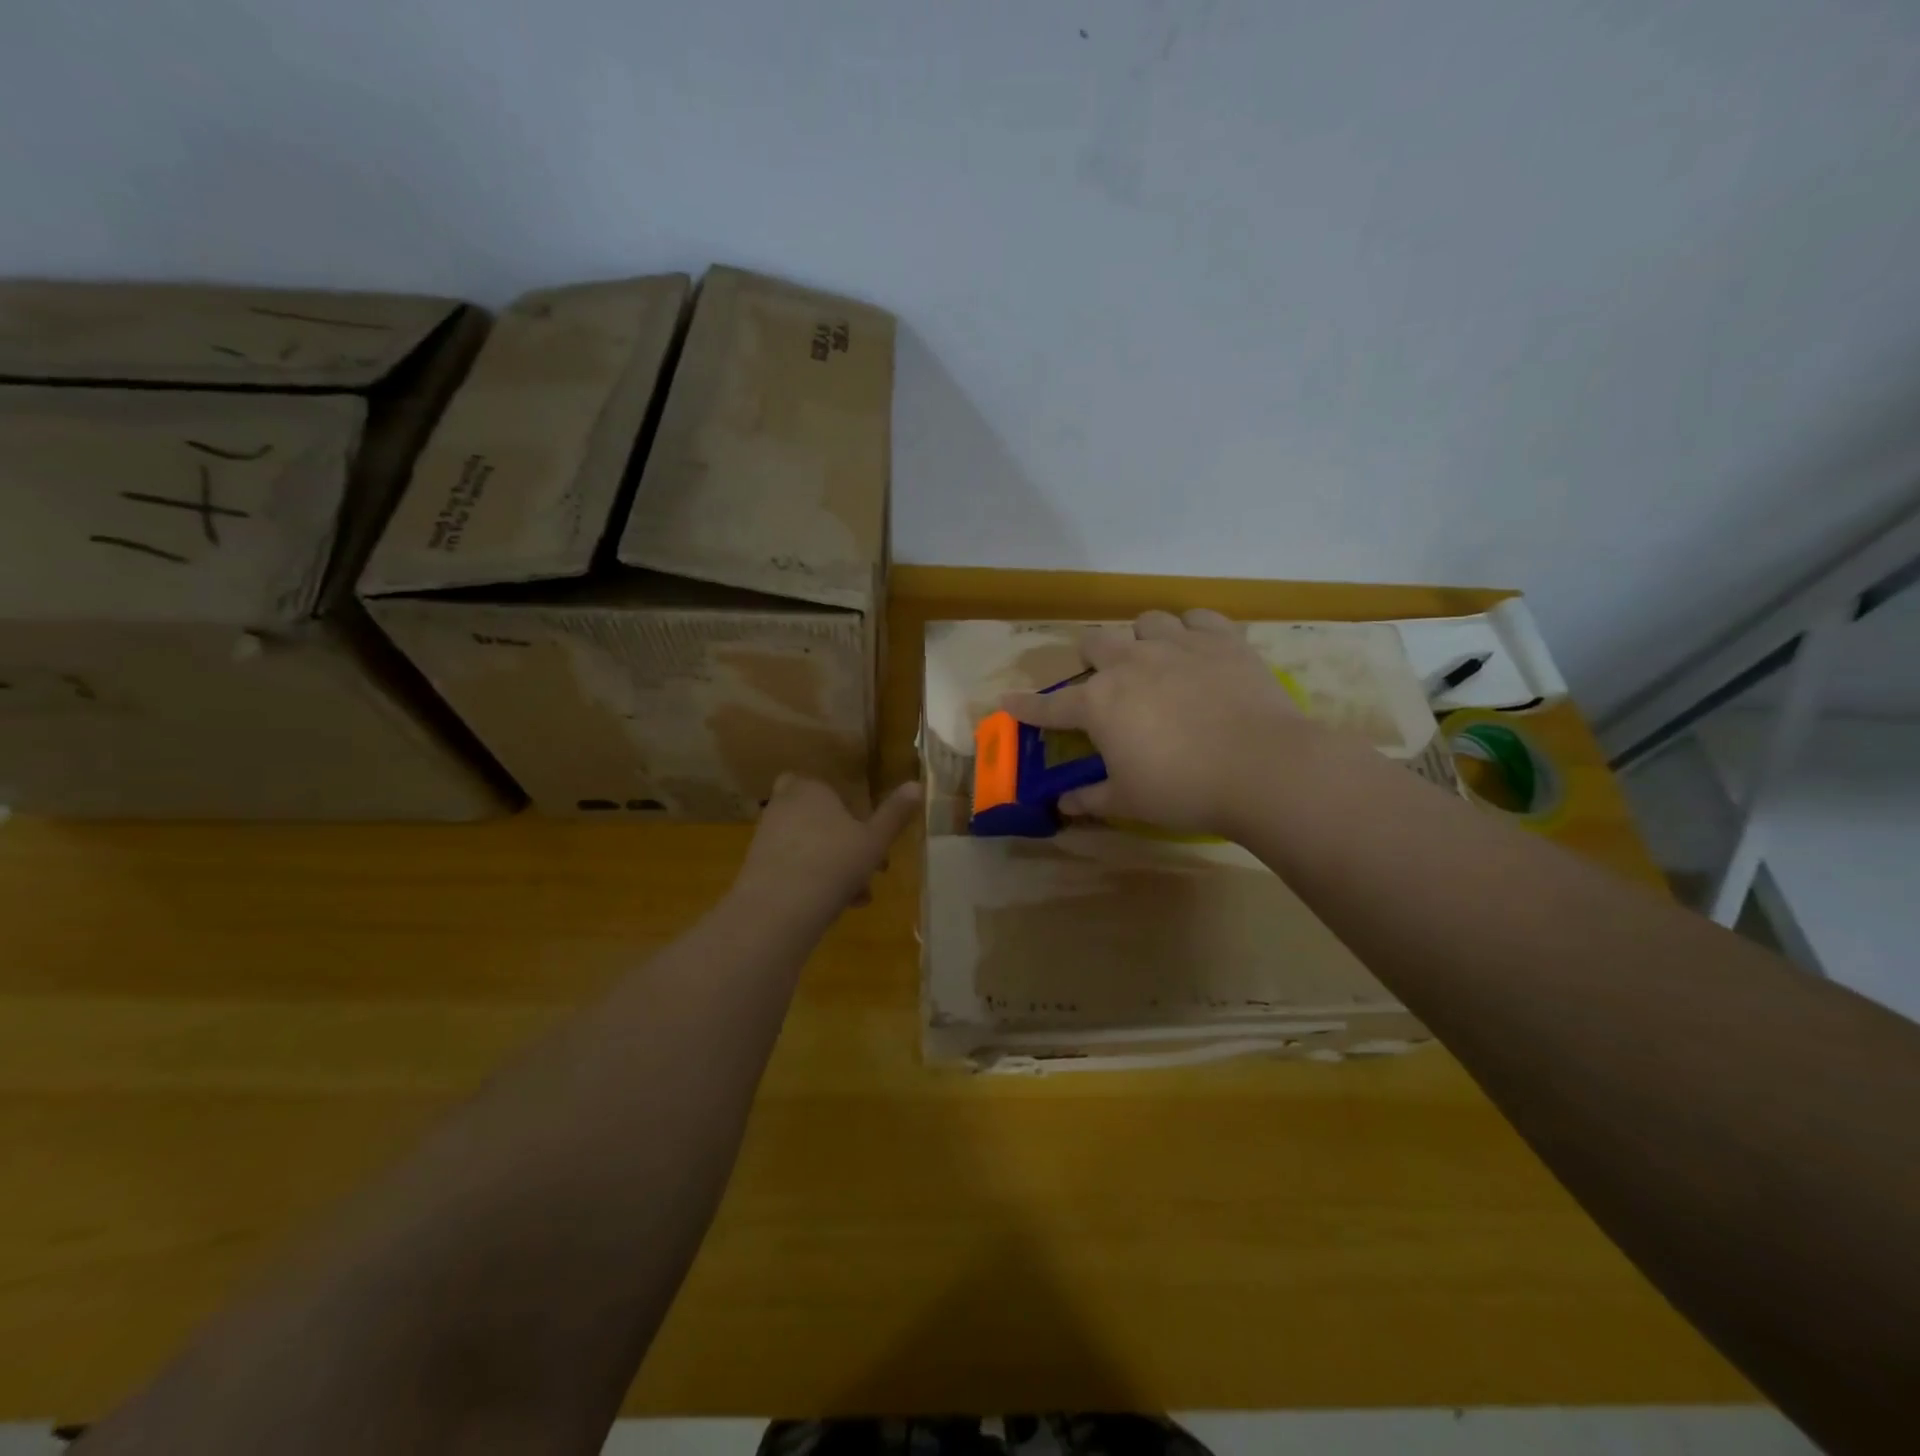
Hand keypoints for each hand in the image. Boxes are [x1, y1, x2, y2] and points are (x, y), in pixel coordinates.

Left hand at [732, 774, 920, 923]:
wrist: (778, 909)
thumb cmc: (834, 863)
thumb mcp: (875, 840)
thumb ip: (895, 813)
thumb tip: (917, 785)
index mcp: (810, 789)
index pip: (824, 787)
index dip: (845, 809)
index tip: (867, 834)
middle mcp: (783, 806)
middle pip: (818, 820)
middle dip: (843, 844)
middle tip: (869, 868)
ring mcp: (765, 838)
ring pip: (807, 848)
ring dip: (832, 867)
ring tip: (858, 897)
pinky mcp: (755, 869)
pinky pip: (791, 869)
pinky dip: (811, 882)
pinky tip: (833, 908)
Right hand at [1002, 609, 1315, 836]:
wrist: (1262, 767)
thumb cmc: (1184, 789)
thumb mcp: (1130, 801)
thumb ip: (1091, 798)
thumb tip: (1063, 804)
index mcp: (1100, 703)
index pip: (1051, 705)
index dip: (1027, 706)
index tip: (1008, 700)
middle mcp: (1130, 663)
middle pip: (1095, 644)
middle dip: (1092, 660)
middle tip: (1105, 682)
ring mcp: (1177, 645)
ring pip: (1145, 621)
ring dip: (1141, 639)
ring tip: (1154, 659)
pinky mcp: (1221, 639)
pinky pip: (1198, 617)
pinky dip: (1192, 629)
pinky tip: (1198, 647)